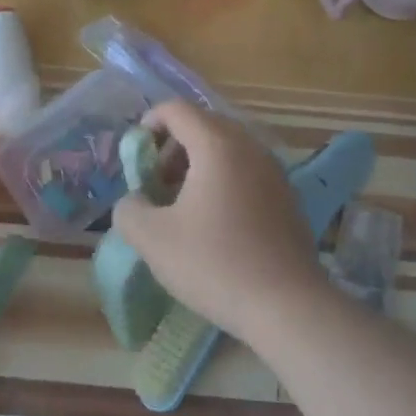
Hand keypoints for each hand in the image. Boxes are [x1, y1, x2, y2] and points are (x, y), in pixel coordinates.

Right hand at [110, 101, 326, 341]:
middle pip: (203, 125)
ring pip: (227, 149)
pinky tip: (213, 222)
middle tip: (155, 184)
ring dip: (197, 165)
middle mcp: (250, 147)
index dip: (148, 124)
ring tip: (180, 205)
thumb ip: (129, 209)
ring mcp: (274, 171)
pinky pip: (246, 171)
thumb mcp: (152, 239)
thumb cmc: (214, 264)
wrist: (287, 305)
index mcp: (217, 145)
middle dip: (172, 147)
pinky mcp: (287, 196)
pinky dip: (222, 180)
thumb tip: (134, 201)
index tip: (135, 157)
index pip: (176, 109)